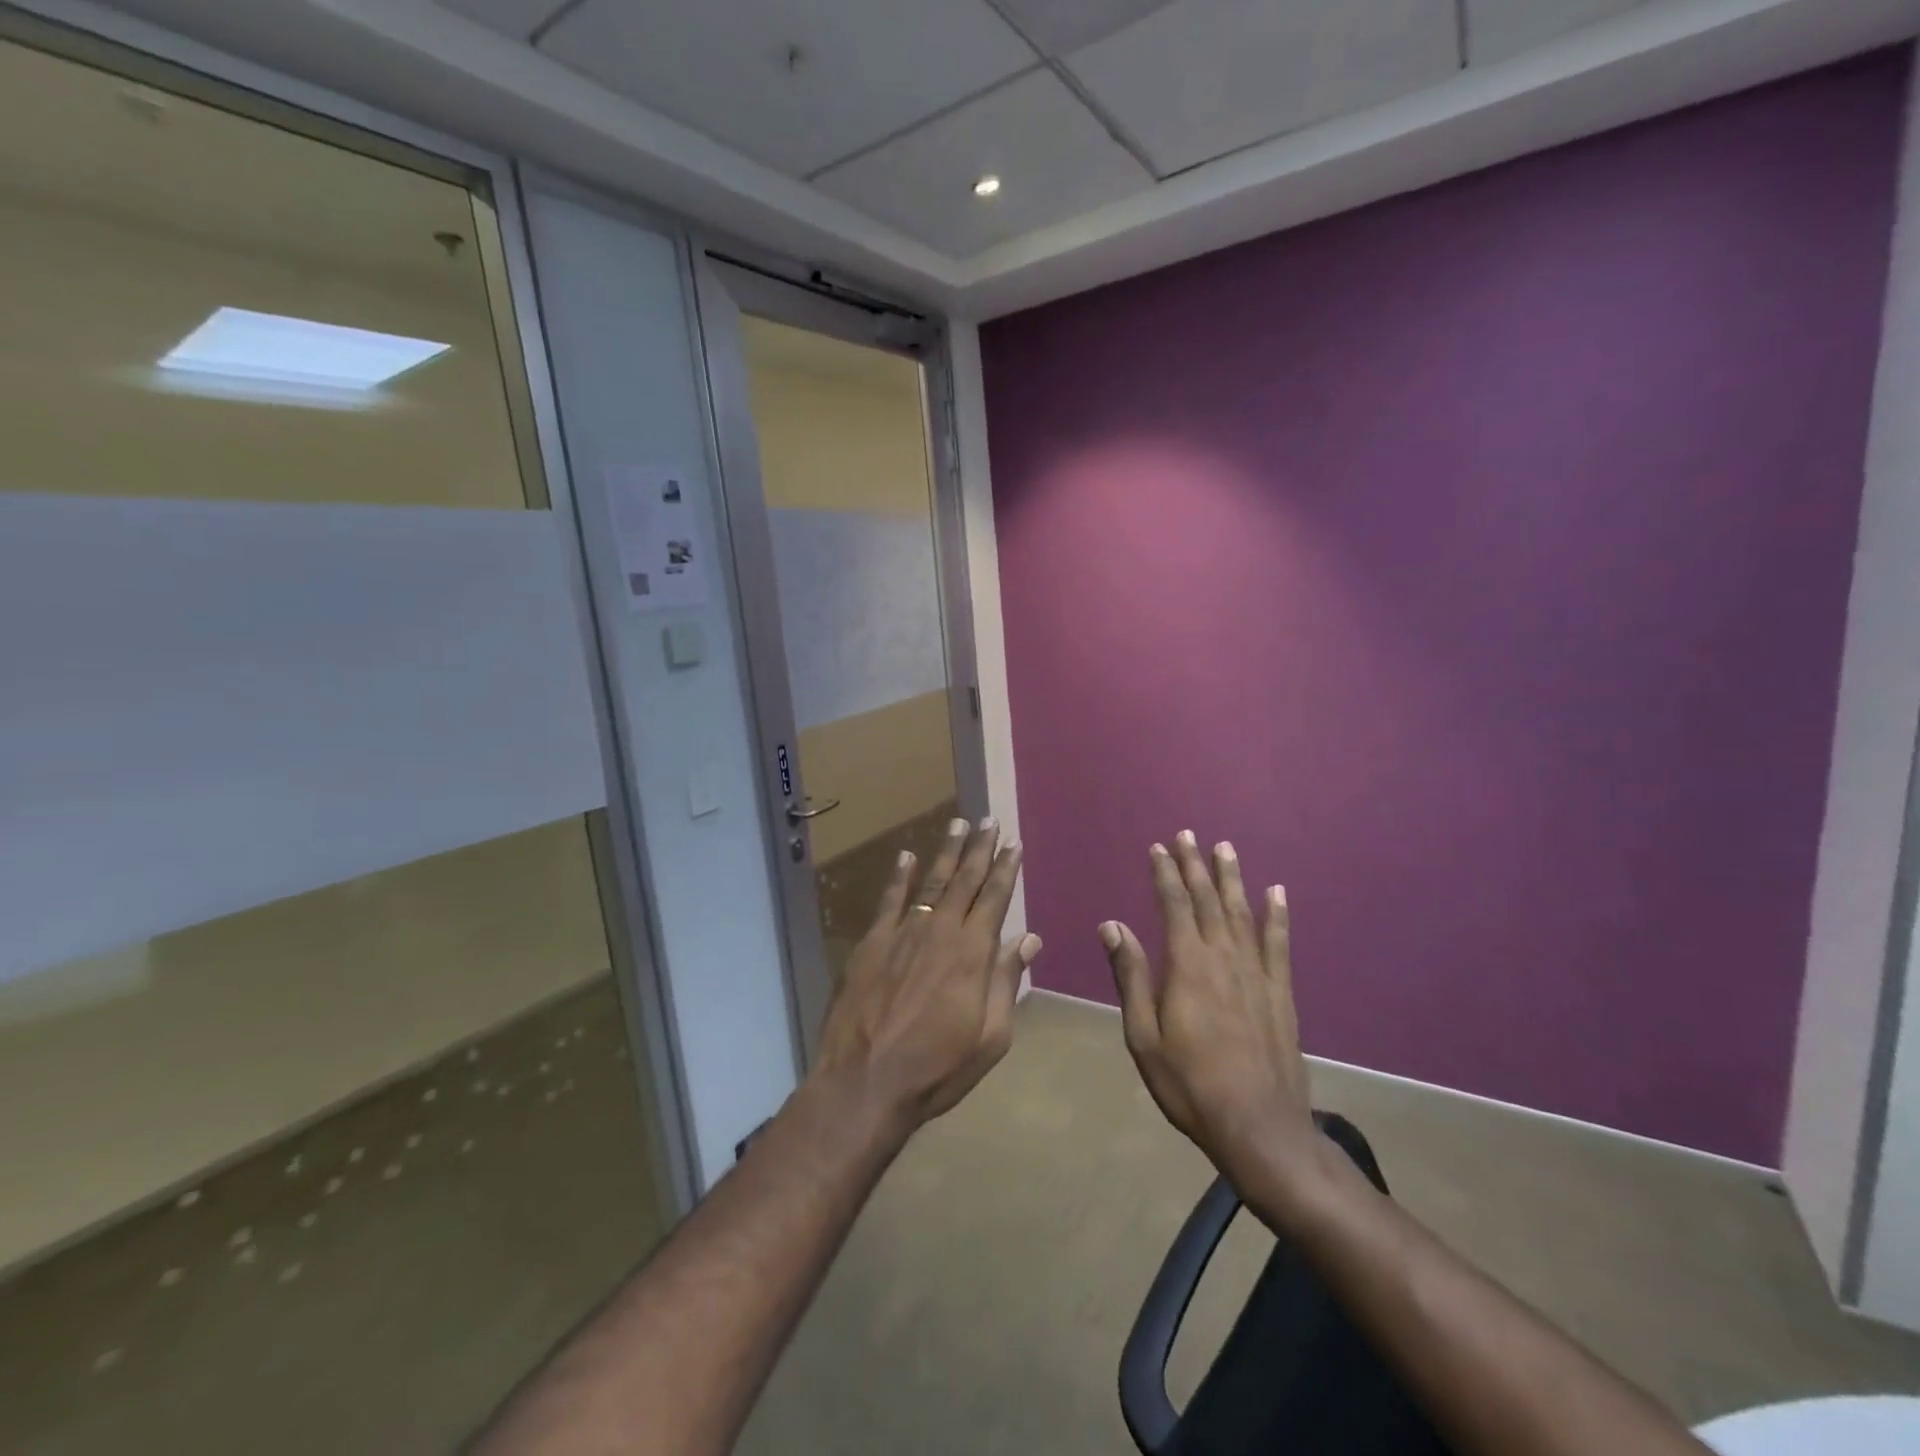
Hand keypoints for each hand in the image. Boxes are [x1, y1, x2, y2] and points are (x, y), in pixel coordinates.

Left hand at [813, 818, 1040, 1133]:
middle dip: (979, 848)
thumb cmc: (937, 1068)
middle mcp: (941, 931)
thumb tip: (1028, 939)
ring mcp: (903, 932)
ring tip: (957, 823)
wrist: (865, 1081)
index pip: (995, 898)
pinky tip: (906, 855)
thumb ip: (1007, 981)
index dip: (1006, 869)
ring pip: (931, 882)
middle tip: (989, 821)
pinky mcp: (872, 942)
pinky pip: (890, 899)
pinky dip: (899, 876)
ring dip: (946, 852)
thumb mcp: (989, 1037)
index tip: (1014, 844)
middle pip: (965, 880)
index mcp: (973, 953)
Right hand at [1101, 831, 1317, 1192]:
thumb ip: (1130, 976)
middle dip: (1196, 866)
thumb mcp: (1143, 1035)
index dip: (1165, 874)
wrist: (1258, 1127)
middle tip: (1189, 835)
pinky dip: (1278, 915)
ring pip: (1242, 912)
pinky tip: (1277, 892)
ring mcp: (1257, 974)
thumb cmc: (1188, 1084)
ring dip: (1232, 878)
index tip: (1158, 848)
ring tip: (1226, 848)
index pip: (1175, 906)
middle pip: (1208, 900)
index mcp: (1187, 966)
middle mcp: (1224, 958)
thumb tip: (1112, 925)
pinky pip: (1279, 943)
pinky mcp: (1281, 992)